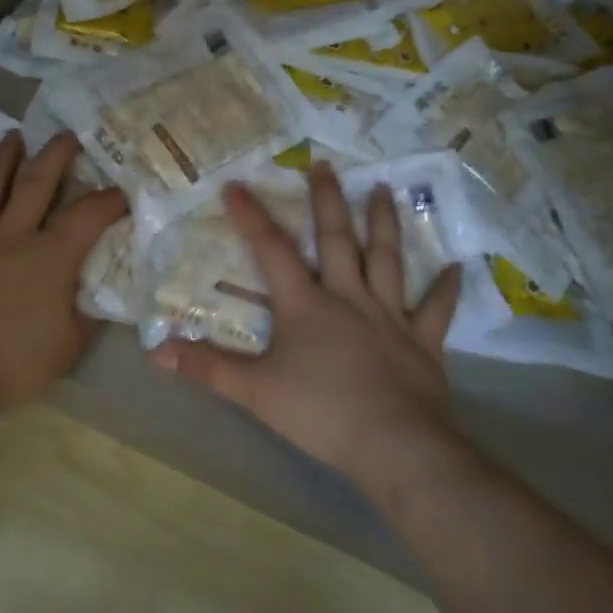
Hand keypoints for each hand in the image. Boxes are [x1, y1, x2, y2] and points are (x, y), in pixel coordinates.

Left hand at [0, 130, 129, 409]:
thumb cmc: (17, 360)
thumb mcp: (71, 343)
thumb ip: (86, 310)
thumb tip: (95, 290)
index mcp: (51, 254)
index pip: (88, 214)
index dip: (109, 200)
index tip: (122, 192)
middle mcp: (12, 234)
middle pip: (36, 181)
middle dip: (55, 154)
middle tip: (67, 134)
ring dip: (2, 159)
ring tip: (13, 136)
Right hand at [149, 161, 466, 488]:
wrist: (394, 446)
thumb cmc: (320, 413)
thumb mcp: (254, 392)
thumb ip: (207, 368)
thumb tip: (155, 351)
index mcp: (307, 304)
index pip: (273, 250)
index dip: (252, 216)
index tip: (237, 184)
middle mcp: (349, 297)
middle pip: (337, 239)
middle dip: (328, 200)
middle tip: (325, 165)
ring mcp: (389, 316)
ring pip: (386, 259)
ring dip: (384, 223)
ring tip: (384, 189)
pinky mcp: (423, 342)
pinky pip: (435, 309)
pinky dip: (446, 288)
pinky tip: (458, 266)